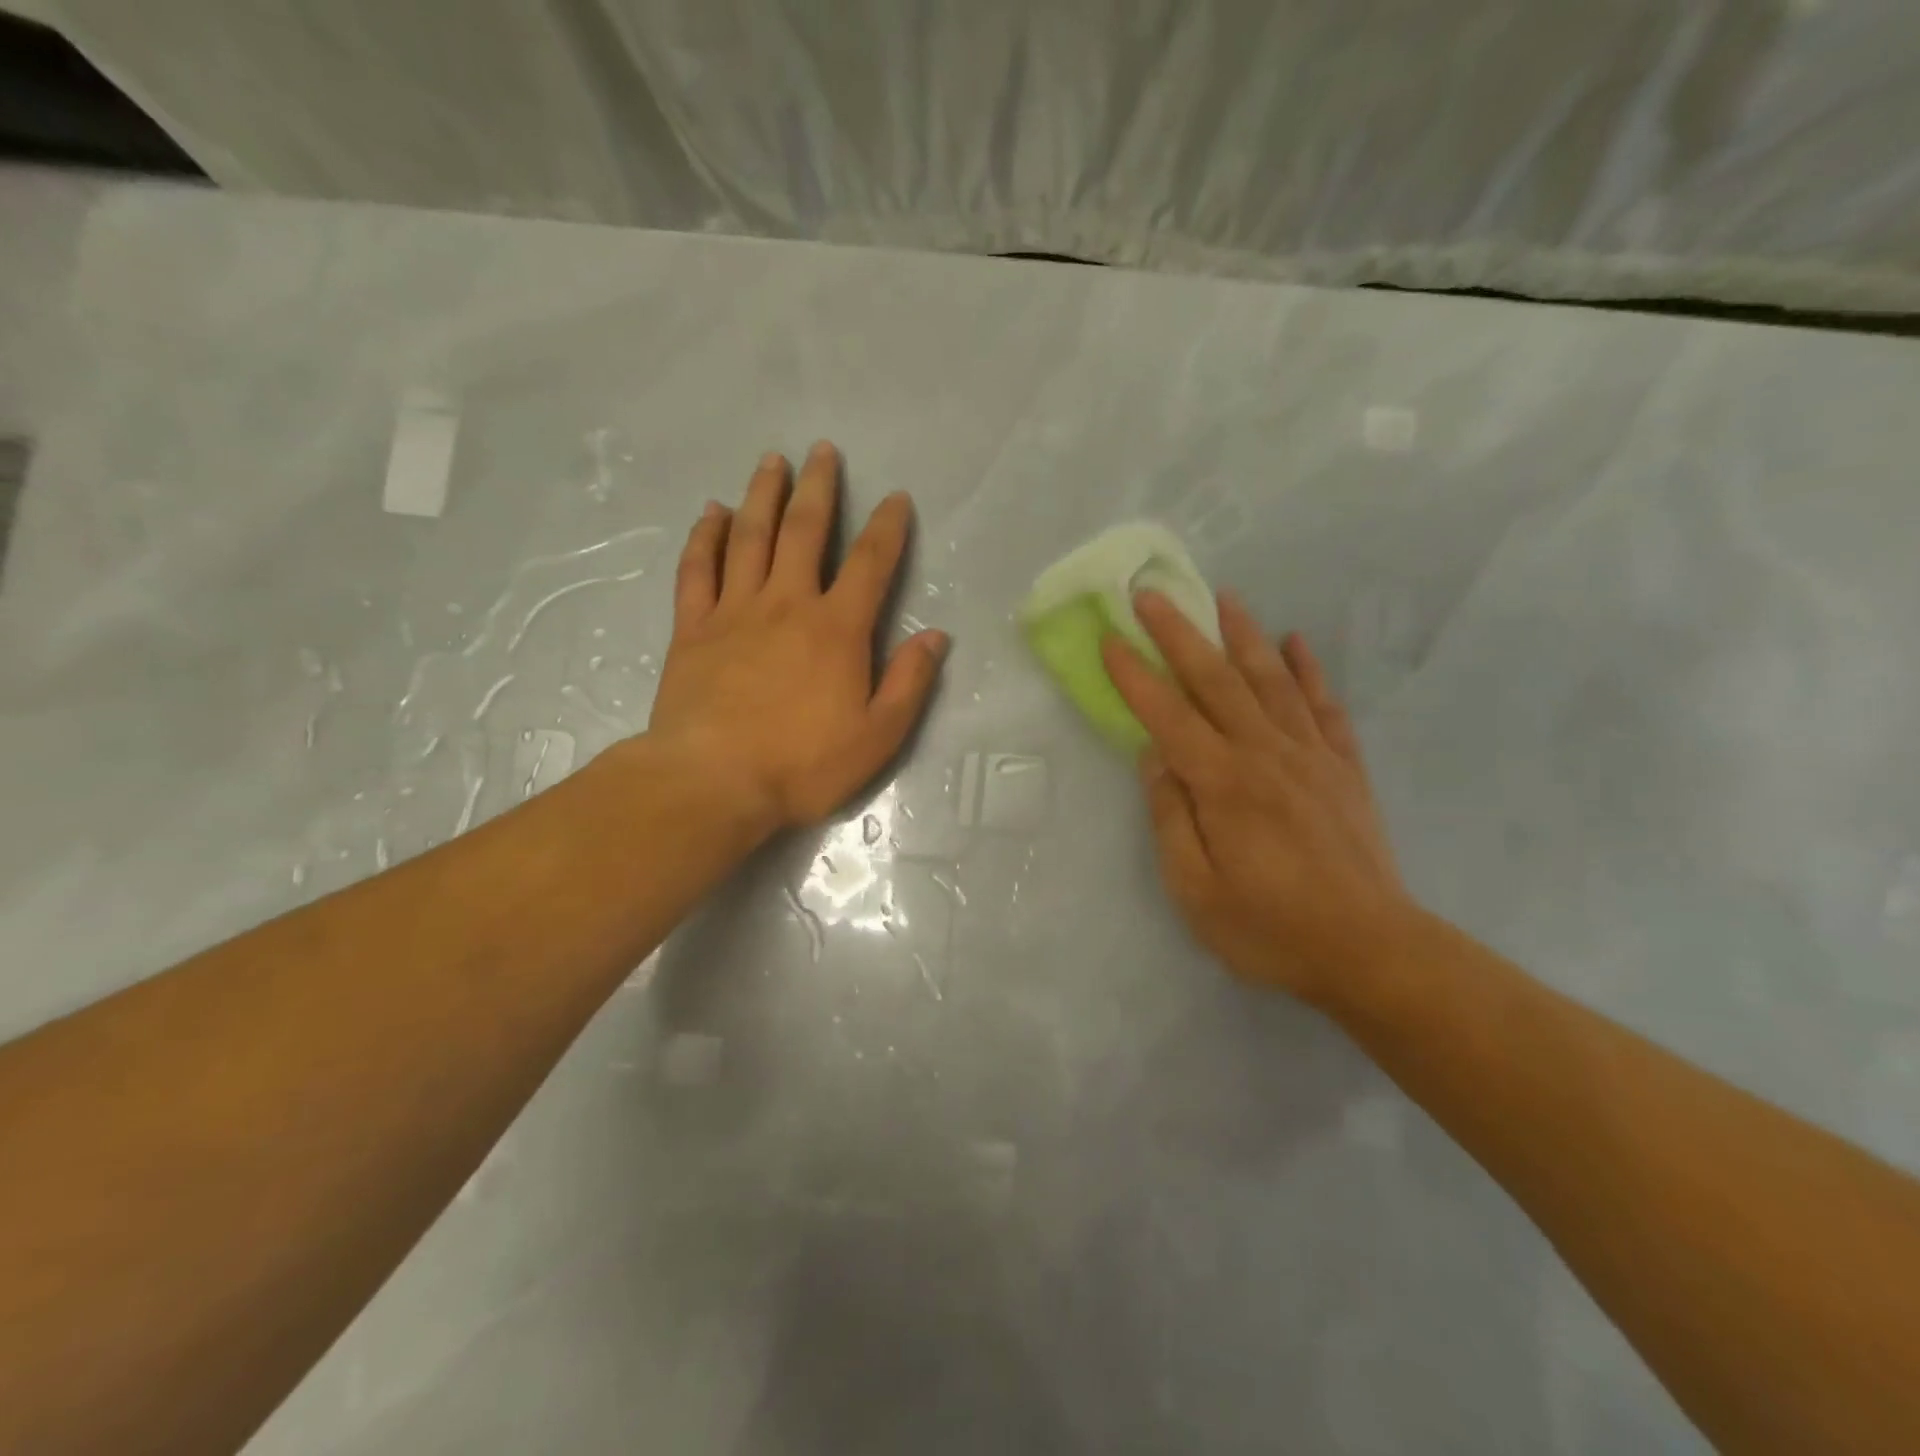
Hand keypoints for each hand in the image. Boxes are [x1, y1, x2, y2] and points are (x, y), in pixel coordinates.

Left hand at [646, 442, 948, 833]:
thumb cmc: (802, 764)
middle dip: (818, 488)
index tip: (895, 498)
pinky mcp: (693, 628)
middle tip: (822, 450)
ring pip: (750, 537)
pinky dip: (705, 536)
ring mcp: (734, 611)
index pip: (870, 564)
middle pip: (804, 531)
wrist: (712, 782)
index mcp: (837, 629)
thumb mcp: (877, 736)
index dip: (887, 527)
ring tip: (772, 461)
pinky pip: (698, 569)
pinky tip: (712, 513)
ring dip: (763, 495)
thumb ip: (909, 683)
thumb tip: (936, 636)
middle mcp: (787, 604)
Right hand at [1103, 591, 1413, 1009]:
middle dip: (1180, 633)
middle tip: (1152, 594)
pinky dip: (1309, 669)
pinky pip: (1324, 705)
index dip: (1135, 676)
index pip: (1167, 715)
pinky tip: (1297, 642)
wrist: (1371, 951)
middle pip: (1216, 680)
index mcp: (1223, 783)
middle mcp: (1266, 753)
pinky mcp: (1344, 768)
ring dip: (1244, 634)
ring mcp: (1311, 755)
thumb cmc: (1270, 928)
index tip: (1110, 639)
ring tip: (1224, 597)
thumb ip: (1170, 818)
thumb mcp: (1195, 890)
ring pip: (1272, 679)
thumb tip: (1154, 758)